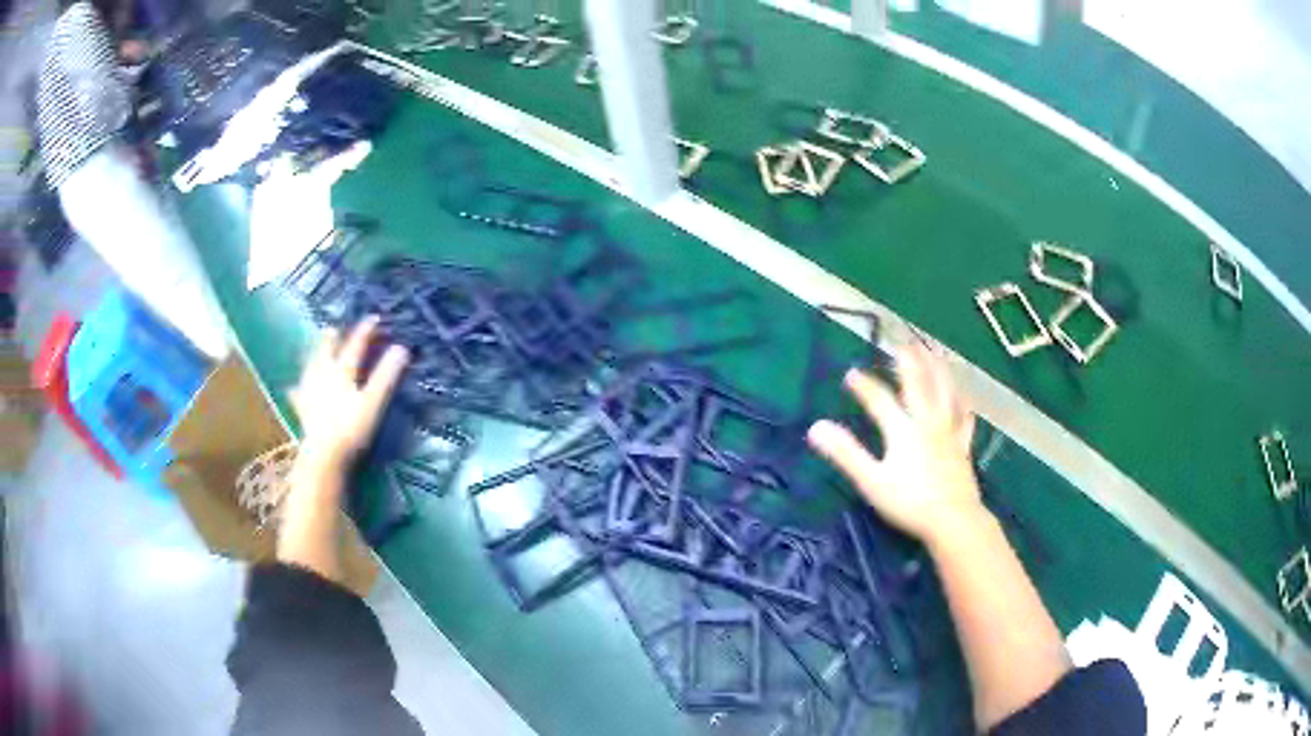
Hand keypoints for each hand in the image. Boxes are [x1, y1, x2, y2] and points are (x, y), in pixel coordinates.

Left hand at [289, 317, 409, 471]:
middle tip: (335, 328)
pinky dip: (297, 388)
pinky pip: (297, 394)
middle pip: (327, 351)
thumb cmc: (350, 429)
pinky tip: (293, 388)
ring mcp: (310, 392)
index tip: (374, 318)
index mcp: (341, 372)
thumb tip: (402, 348)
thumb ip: (386, 376)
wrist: (323, 456)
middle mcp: (323, 375)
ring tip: (315, 349)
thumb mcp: (373, 402)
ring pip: (311, 367)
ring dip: (314, 356)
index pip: (355, 346)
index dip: (365, 331)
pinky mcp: (302, 410)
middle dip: (332, 338)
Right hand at [807, 343, 983, 546]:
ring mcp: (949, 433)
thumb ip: (845, 453)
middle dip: (909, 361)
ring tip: (935, 353)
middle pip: (919, 384)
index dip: (864, 386)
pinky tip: (964, 399)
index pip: (880, 399)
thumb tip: (816, 427)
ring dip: (938, 370)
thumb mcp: (871, 480)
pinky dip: (962, 405)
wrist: (953, 520)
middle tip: (903, 341)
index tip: (850, 373)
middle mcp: (927, 422)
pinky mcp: (963, 447)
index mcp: (903, 429)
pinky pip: (963, 419)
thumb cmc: (909, 502)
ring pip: (945, 393)